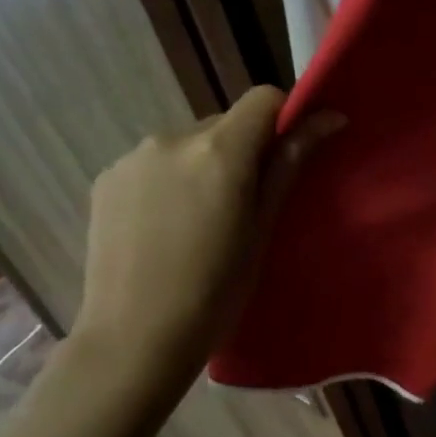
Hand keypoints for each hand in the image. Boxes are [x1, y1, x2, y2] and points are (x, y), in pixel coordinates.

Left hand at [72, 86, 340, 381]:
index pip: (263, 98)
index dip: (284, 117)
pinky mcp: (106, 178)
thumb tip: (329, 118)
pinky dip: (170, 181)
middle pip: (225, 123)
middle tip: (246, 204)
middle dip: (243, 150)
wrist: (134, 338)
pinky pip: (154, 164)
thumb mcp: (263, 229)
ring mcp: (133, 157)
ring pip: (188, 144)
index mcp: (219, 151)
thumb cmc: (216, 292)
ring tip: (201, 222)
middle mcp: (173, 138)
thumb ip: (289, 165)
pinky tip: (166, 228)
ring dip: (204, 165)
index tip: (290, 154)